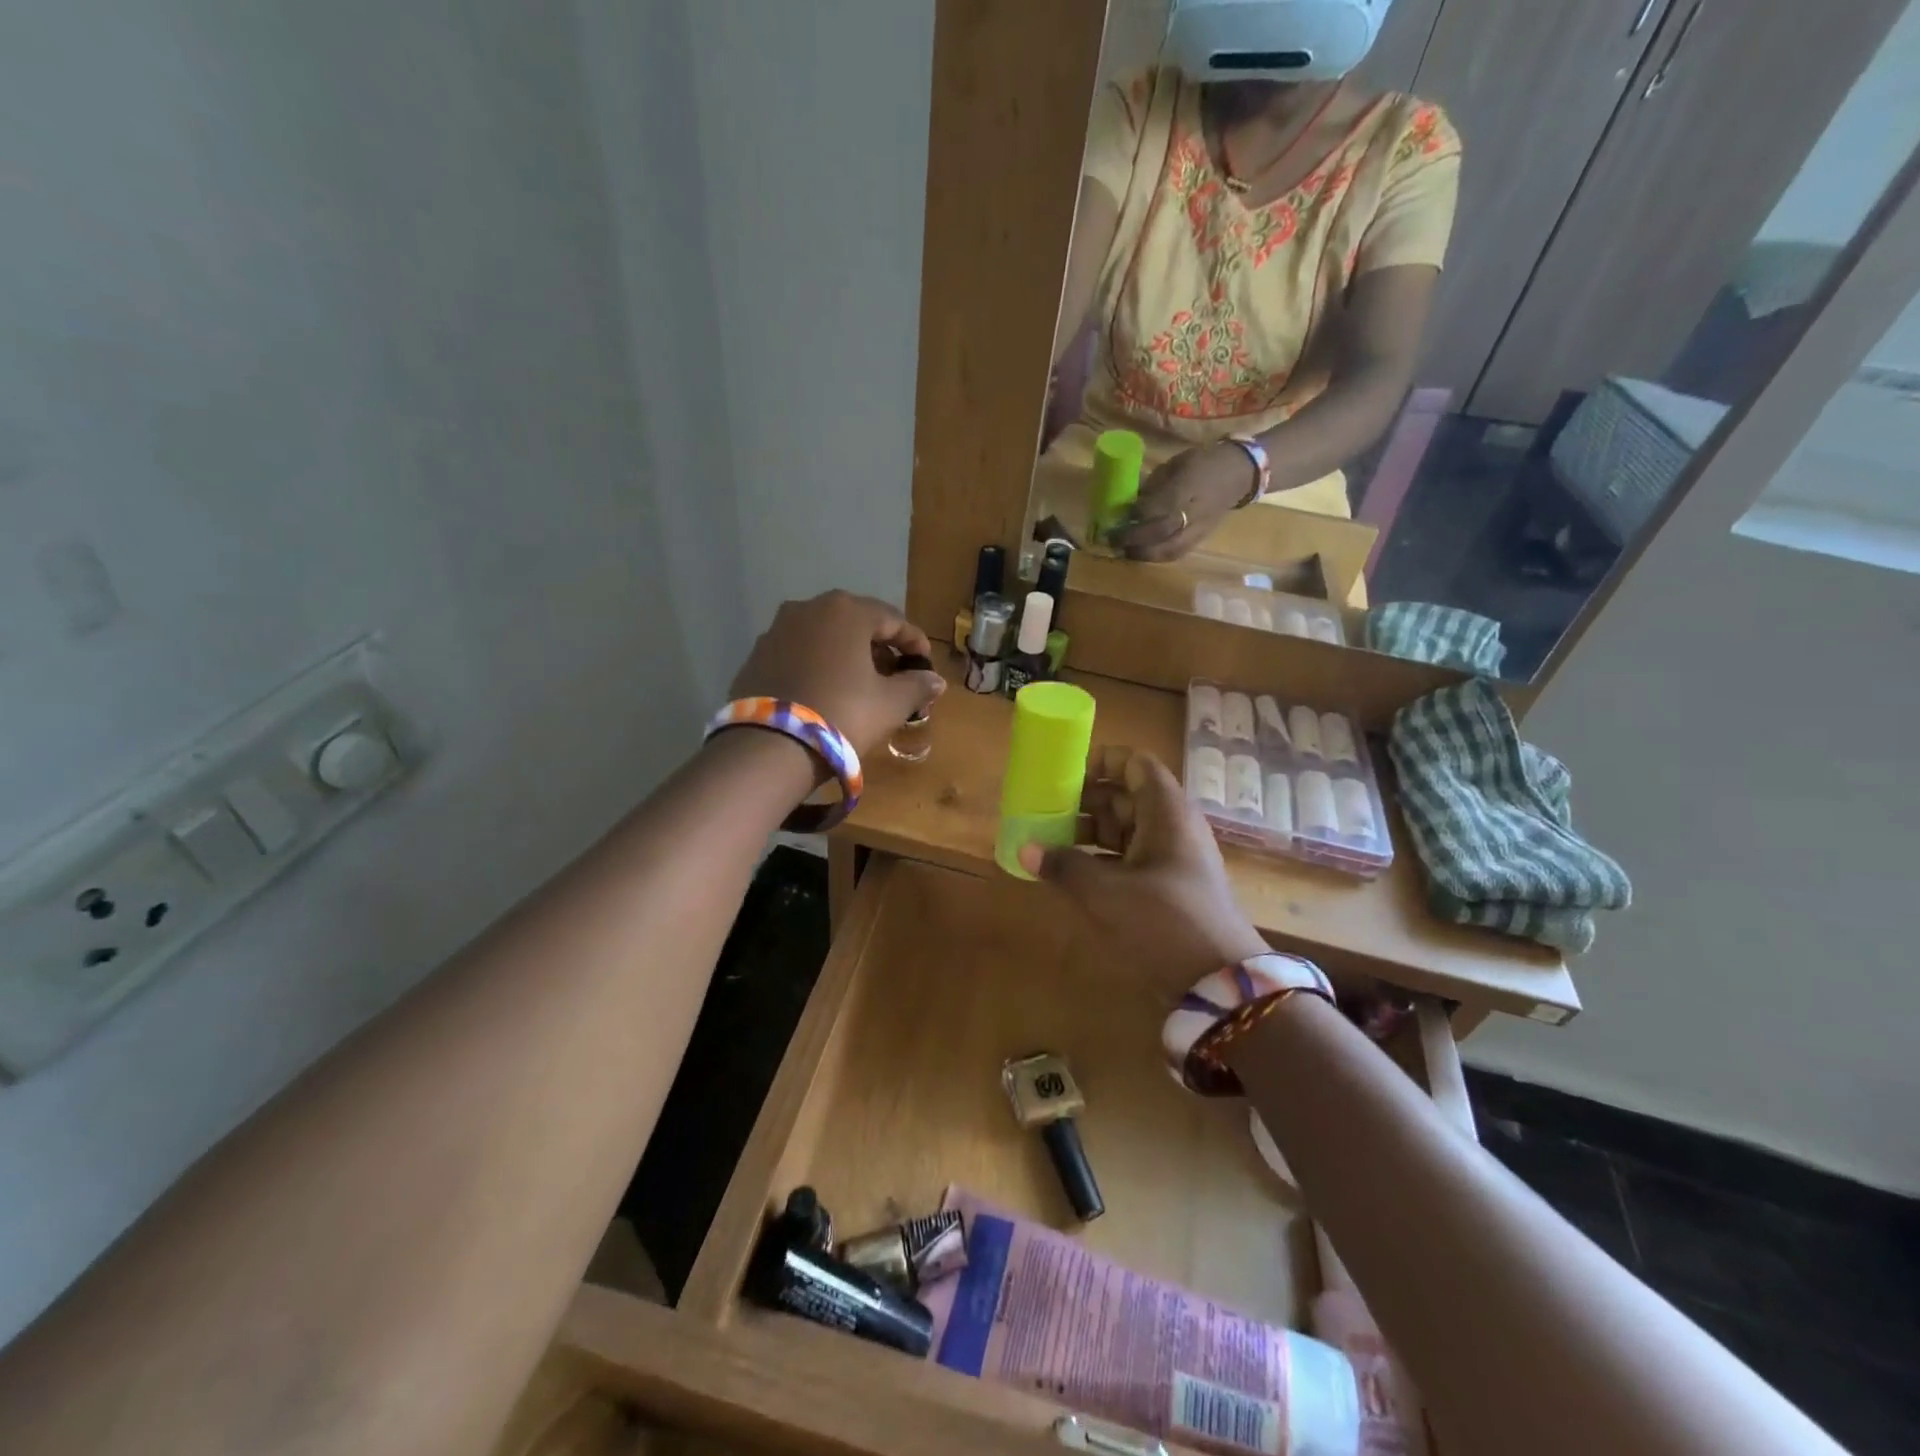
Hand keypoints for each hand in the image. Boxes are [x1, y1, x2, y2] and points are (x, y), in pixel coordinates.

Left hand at [727, 591, 944, 761]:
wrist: (770, 747)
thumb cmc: (842, 714)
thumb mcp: (890, 704)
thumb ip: (917, 686)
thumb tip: (935, 680)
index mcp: (846, 611)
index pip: (892, 619)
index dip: (914, 641)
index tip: (926, 664)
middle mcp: (808, 608)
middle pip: (856, 623)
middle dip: (879, 647)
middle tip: (896, 674)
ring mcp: (776, 630)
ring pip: (824, 636)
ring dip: (847, 654)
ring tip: (862, 684)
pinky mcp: (756, 656)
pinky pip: (799, 653)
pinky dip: (818, 665)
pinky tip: (827, 690)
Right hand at [1017, 747, 1267, 1003]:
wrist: (1221, 984)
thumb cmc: (1164, 923)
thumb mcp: (1106, 893)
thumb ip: (1064, 867)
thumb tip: (1026, 848)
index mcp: (1165, 812)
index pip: (1135, 764)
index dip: (1101, 761)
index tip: (1064, 775)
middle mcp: (1172, 827)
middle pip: (1125, 797)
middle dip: (1084, 801)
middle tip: (1044, 811)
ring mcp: (1172, 859)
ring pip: (1126, 830)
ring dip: (1088, 834)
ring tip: (1049, 843)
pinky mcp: (1169, 888)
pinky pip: (1130, 859)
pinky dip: (1101, 861)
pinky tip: (1072, 875)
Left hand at [1108, 442, 1257, 561]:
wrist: (1238, 475)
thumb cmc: (1201, 464)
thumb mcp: (1174, 465)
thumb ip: (1153, 485)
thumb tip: (1130, 503)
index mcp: (1185, 485)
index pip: (1155, 507)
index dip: (1133, 516)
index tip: (1115, 518)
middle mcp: (1192, 511)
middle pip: (1159, 532)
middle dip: (1133, 539)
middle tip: (1113, 541)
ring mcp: (1198, 528)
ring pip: (1168, 548)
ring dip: (1143, 554)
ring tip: (1125, 552)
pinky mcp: (1201, 539)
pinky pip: (1177, 553)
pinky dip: (1157, 557)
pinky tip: (1143, 555)